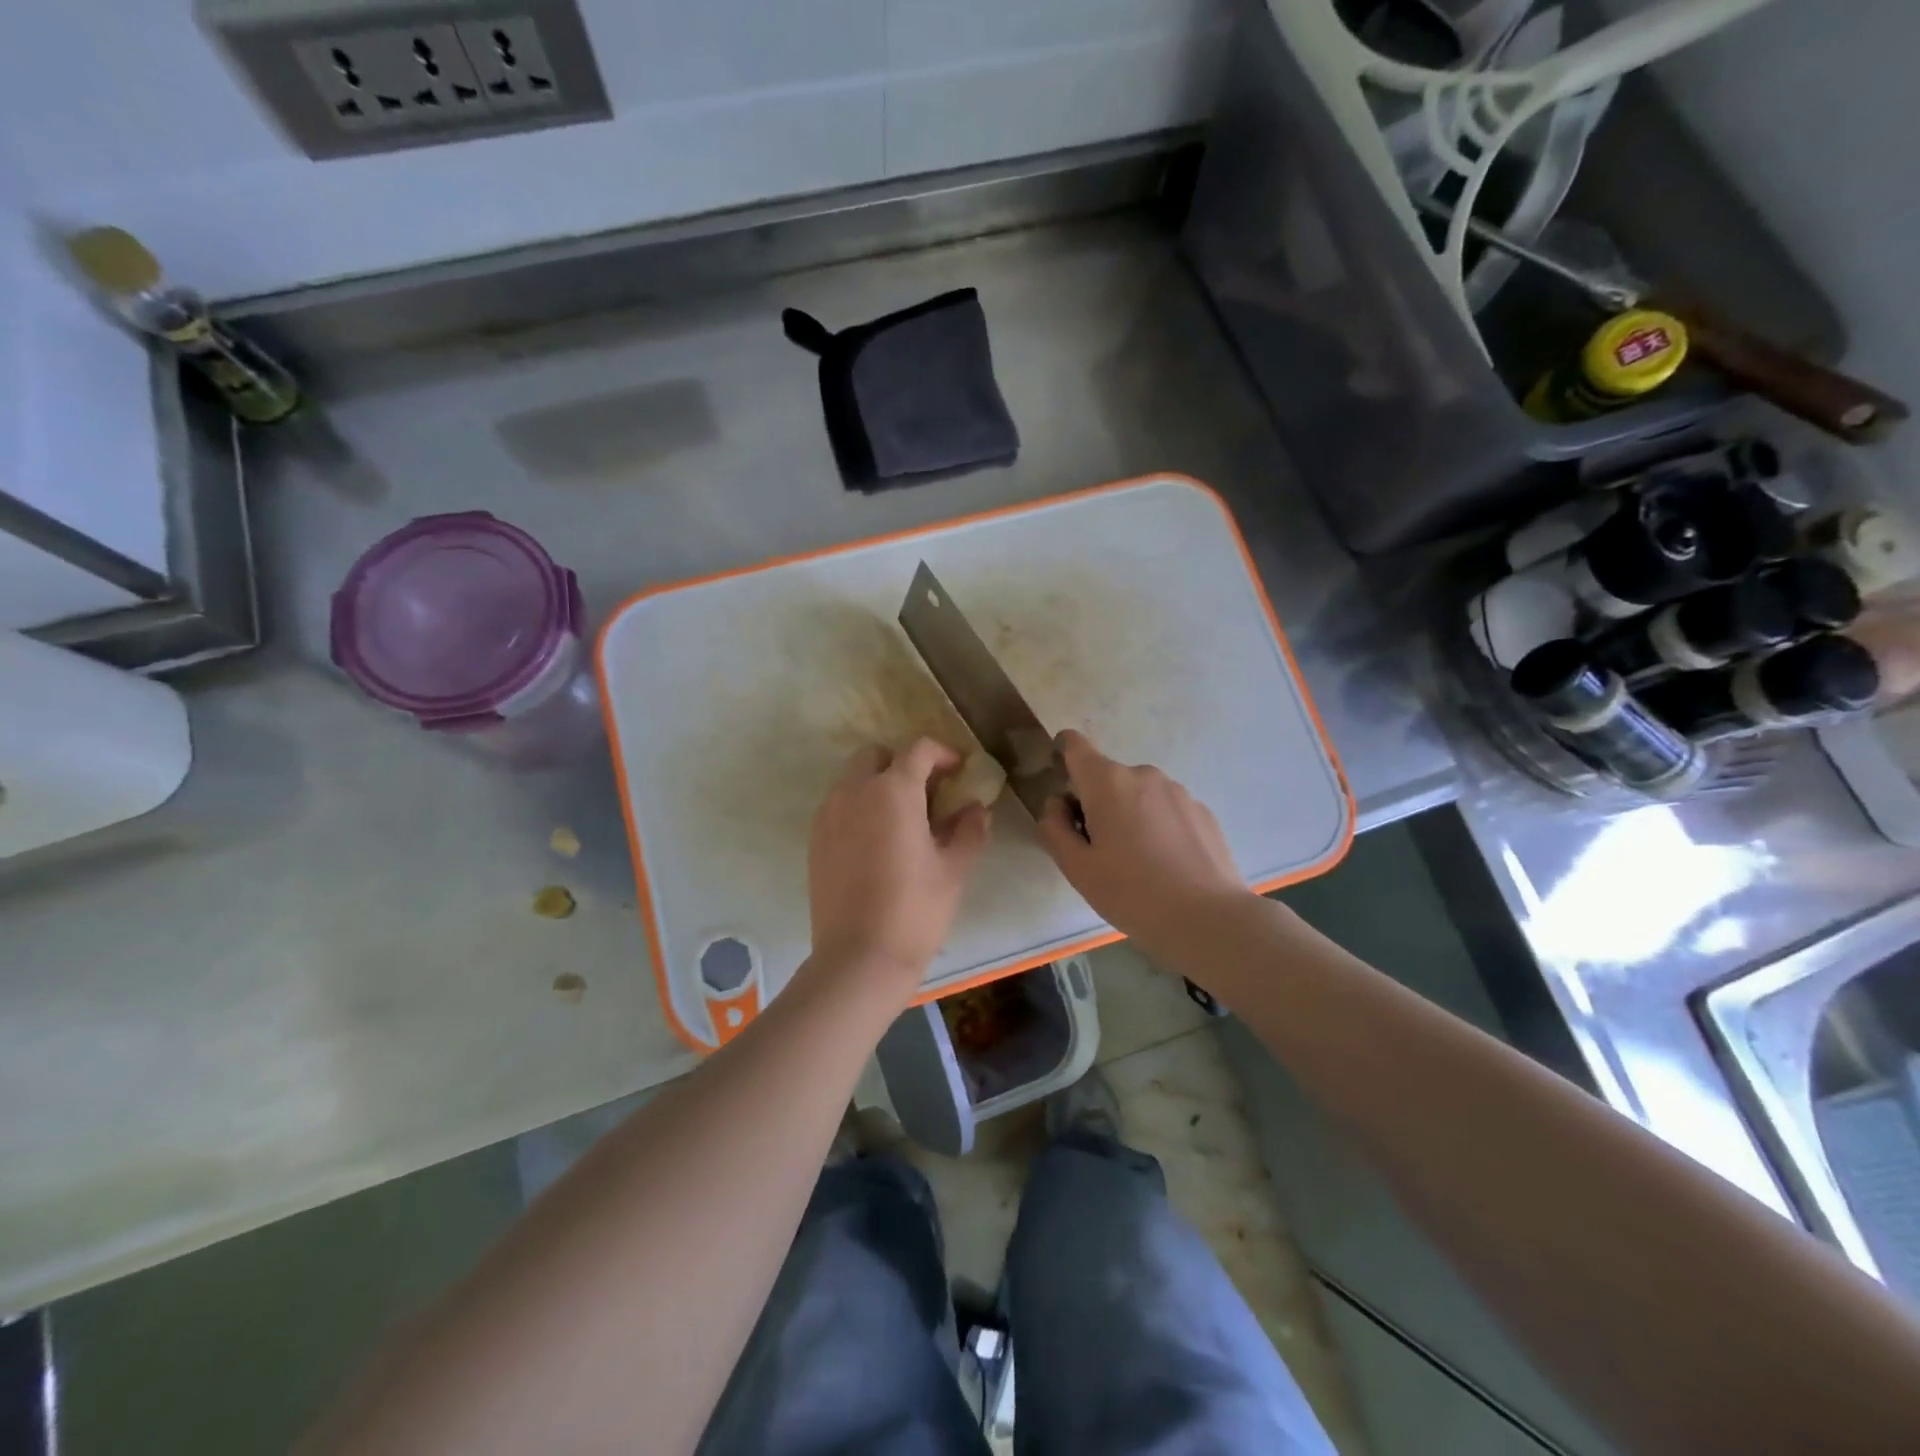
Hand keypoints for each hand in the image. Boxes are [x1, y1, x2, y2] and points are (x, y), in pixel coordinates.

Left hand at [806, 738, 990, 999]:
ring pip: (853, 778)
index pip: (918, 749)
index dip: (943, 754)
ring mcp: (829, 813)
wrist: (859, 957)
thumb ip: (969, 830)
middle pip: (877, 755)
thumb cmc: (915, 909)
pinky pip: (838, 804)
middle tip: (928, 792)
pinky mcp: (815, 838)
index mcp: (893, 790)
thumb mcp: (954, 869)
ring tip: (903, 818)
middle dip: (903, 764)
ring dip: (878, 783)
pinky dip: (859, 806)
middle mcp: (854, 791)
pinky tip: (877, 840)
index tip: (959, 771)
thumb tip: (976, 809)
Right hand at [1038, 729, 1253, 955]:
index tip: (1064, 796)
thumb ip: (1054, 827)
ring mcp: (1178, 791)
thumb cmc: (1132, 893)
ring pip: (1137, 795)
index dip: (1061, 758)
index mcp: (1107, 782)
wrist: (1208, 920)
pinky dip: (1157, 827)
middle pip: (1106, 777)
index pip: (1074, 744)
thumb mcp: (1076, 868)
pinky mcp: (1202, 811)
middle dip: (1096, 804)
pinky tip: (1166, 866)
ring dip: (1128, 816)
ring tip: (1137, 864)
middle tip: (1099, 852)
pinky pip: (1165, 810)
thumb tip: (1057, 804)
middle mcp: (1143, 774)